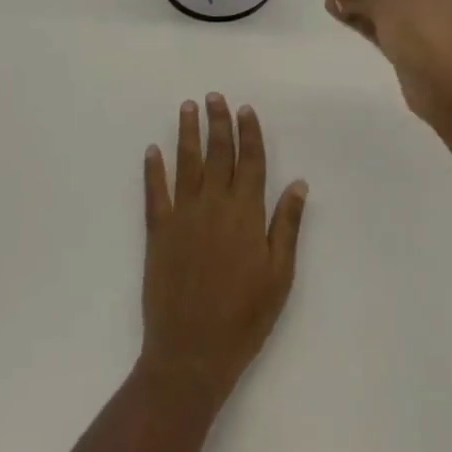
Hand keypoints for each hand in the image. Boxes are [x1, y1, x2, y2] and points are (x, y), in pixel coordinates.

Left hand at [139, 95, 306, 411]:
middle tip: (214, 96)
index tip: (245, 109)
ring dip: (187, 133)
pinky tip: (152, 150)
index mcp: (246, 213)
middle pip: (218, 153)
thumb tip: (299, 184)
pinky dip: (153, 170)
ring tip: (187, 107)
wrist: (191, 354)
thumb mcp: (279, 277)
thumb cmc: (244, 319)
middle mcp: (214, 205)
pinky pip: (155, 193)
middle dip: (218, 122)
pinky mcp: (158, 232)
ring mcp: (183, 216)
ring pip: (186, 163)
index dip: (249, 133)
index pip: (250, 161)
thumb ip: (287, 226)